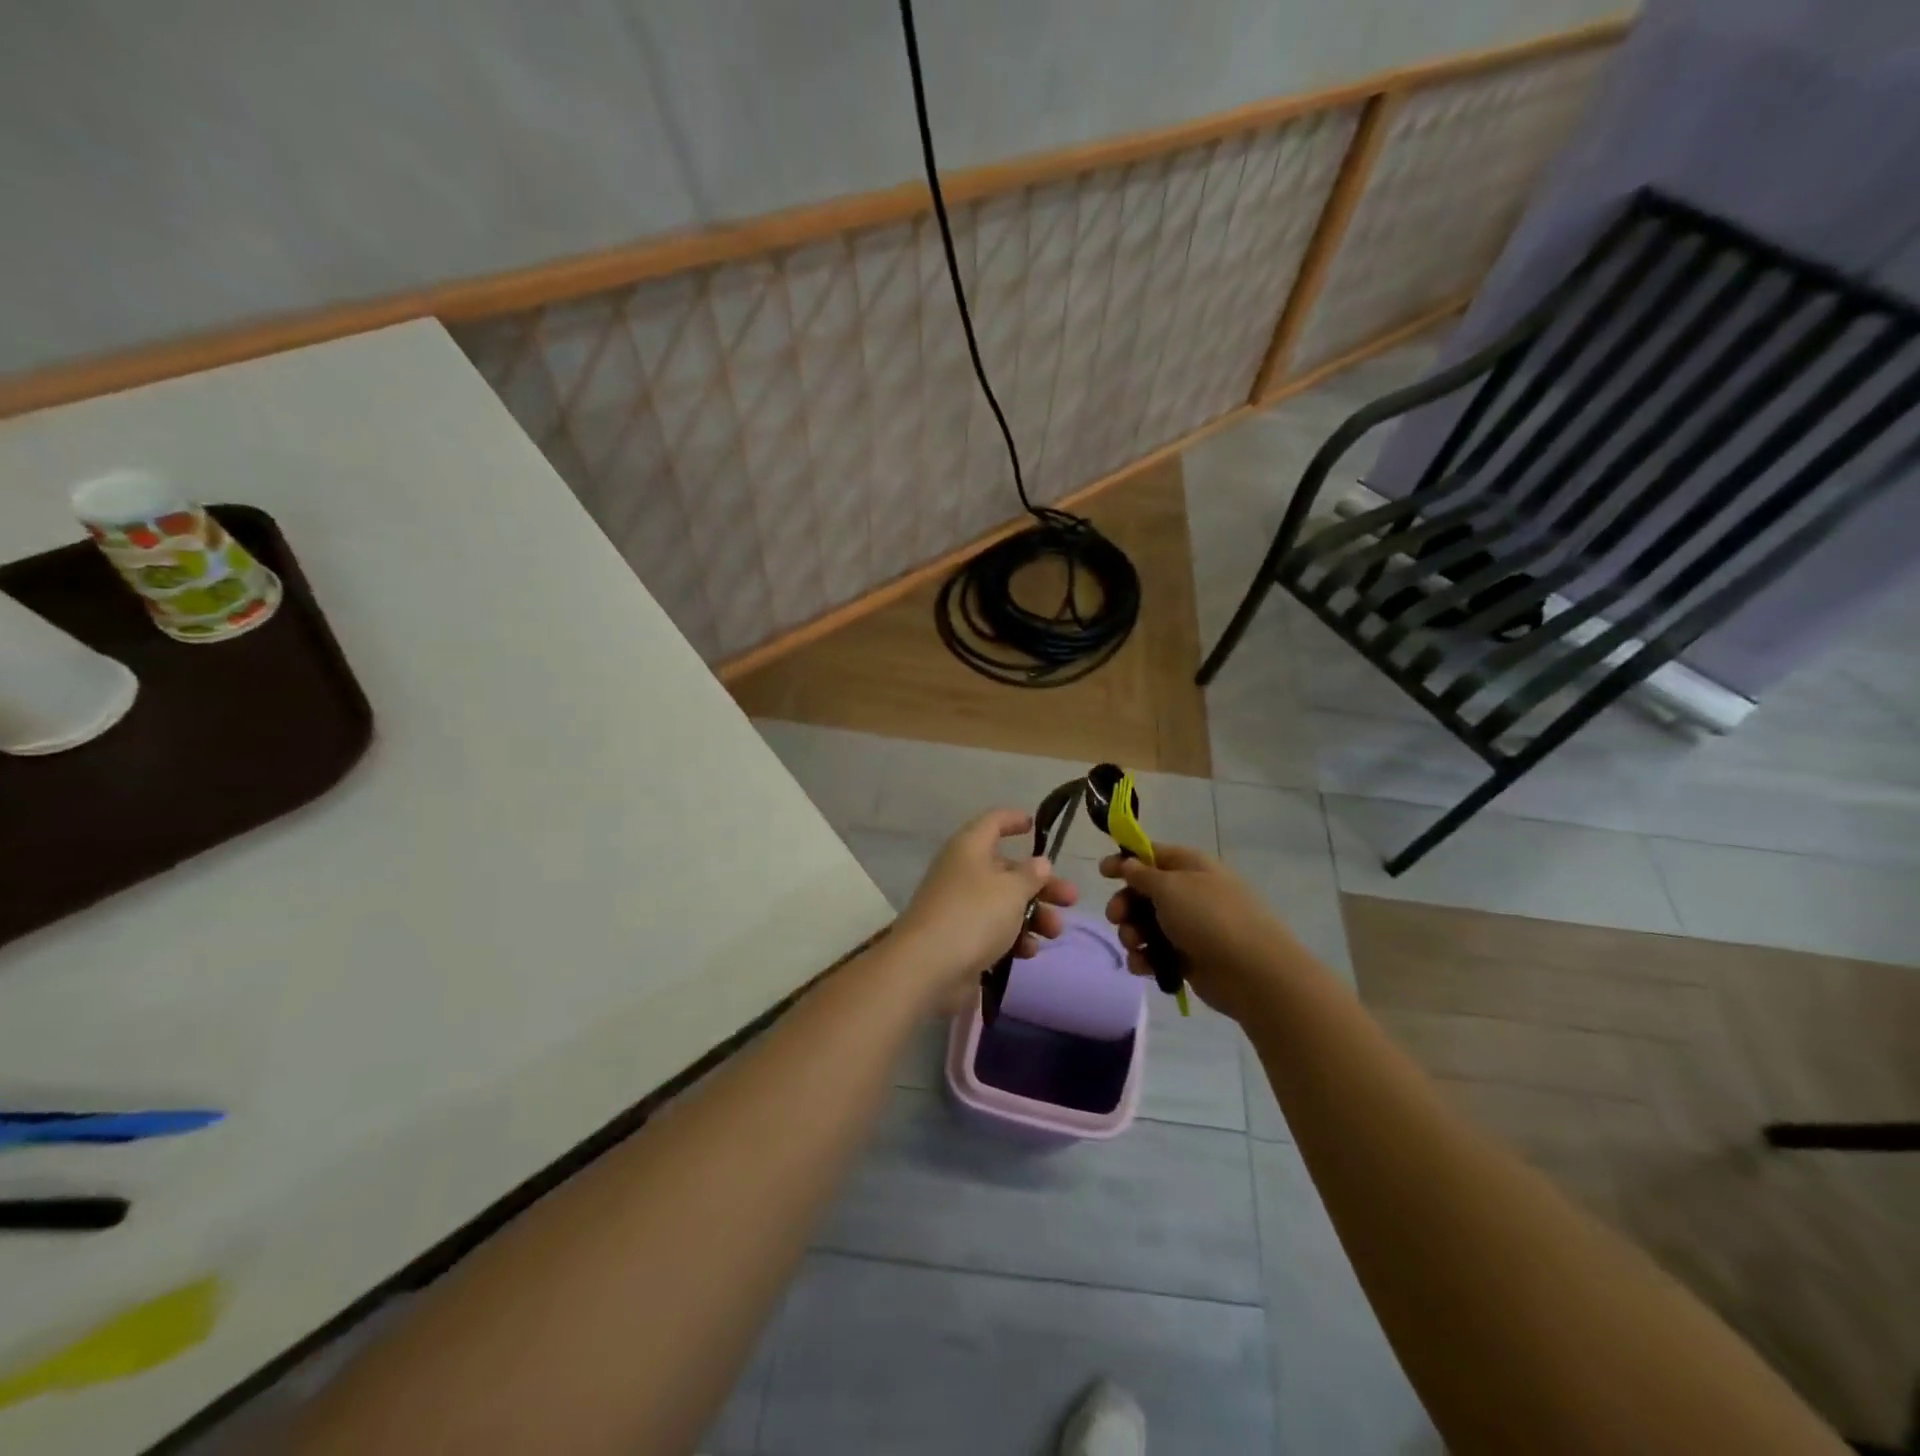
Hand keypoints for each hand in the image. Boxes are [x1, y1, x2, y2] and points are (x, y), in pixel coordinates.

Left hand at [895, 809, 1078, 1006]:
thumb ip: (1031, 875)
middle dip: (1041, 884)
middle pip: (1007, 869)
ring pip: (1004, 903)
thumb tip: (1039, 863)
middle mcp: (962, 872)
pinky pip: (993, 930)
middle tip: (1070, 899)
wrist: (927, 968)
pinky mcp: (960, 938)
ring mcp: (959, 906)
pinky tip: (1029, 952)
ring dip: (1033, 915)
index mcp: (969, 848)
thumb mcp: (1011, 891)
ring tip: (1054, 932)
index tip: (1034, 825)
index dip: (1013, 820)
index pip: (992, 822)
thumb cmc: (973, 915)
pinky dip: (1013, 938)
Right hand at [1099, 844, 1290, 1021]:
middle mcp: (1189, 893)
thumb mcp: (1169, 887)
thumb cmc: (1209, 918)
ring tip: (1135, 944)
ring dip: (1132, 934)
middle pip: (1143, 893)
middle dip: (1124, 905)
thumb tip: (1128, 863)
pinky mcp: (1188, 959)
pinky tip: (1143, 967)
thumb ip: (1142, 875)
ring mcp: (1190, 927)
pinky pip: (1156, 954)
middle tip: (1116, 917)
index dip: (1125, 861)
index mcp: (1189, 866)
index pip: (1151, 854)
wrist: (1252, 973)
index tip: (1102, 872)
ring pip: (1146, 925)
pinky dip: (1145, 959)